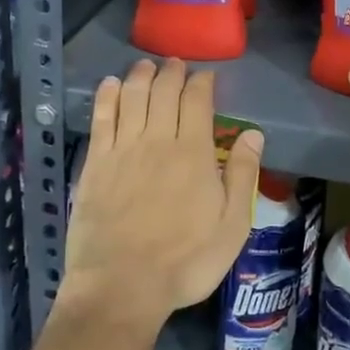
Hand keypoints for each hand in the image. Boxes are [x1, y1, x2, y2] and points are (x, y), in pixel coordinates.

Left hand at [59, 58, 262, 333]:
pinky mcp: (96, 162)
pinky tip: (110, 84)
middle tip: (175, 64)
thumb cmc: (185, 261)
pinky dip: (107, 95)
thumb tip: (254, 132)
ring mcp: (123, 148)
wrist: (122, 285)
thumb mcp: (232, 226)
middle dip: (172, 72)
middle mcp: (158, 139)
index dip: (202, 82)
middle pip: (164, 91)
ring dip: (140, 75)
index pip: (198, 101)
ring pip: (132, 96)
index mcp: (194, 152)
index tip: (206, 75)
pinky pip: (102, 117)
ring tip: (146, 65)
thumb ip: (243, 175)